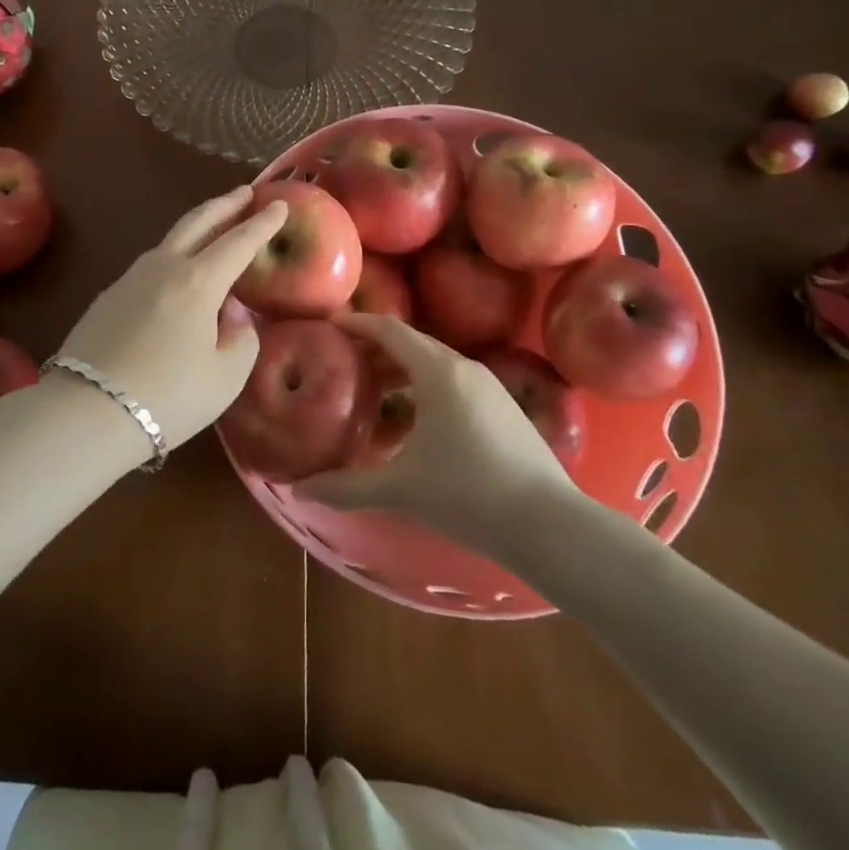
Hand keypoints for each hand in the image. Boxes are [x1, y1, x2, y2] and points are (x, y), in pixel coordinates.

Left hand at [54, 188, 288, 450]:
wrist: (87, 411)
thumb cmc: (168, 396)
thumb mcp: (226, 377)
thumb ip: (240, 338)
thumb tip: (231, 316)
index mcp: (198, 281)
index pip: (239, 242)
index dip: (262, 223)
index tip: (280, 204)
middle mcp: (164, 267)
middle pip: (198, 222)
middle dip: (225, 204)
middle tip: (245, 192)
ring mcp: (130, 278)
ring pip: (170, 240)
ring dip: (197, 227)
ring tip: (213, 228)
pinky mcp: (108, 296)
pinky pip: (151, 265)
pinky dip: (173, 256)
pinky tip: (176, 274)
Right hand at [296, 314, 580, 547]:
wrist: (550, 525)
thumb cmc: (468, 494)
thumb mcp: (401, 489)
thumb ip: (346, 487)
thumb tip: (298, 488)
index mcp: (438, 371)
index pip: (390, 329)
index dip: (358, 324)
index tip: (330, 326)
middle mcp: (465, 367)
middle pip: (412, 344)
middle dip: (376, 350)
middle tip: (343, 362)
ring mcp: (489, 387)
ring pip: (435, 365)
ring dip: (402, 372)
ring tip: (374, 395)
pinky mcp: (504, 408)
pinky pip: (454, 384)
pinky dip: (426, 390)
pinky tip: (416, 425)